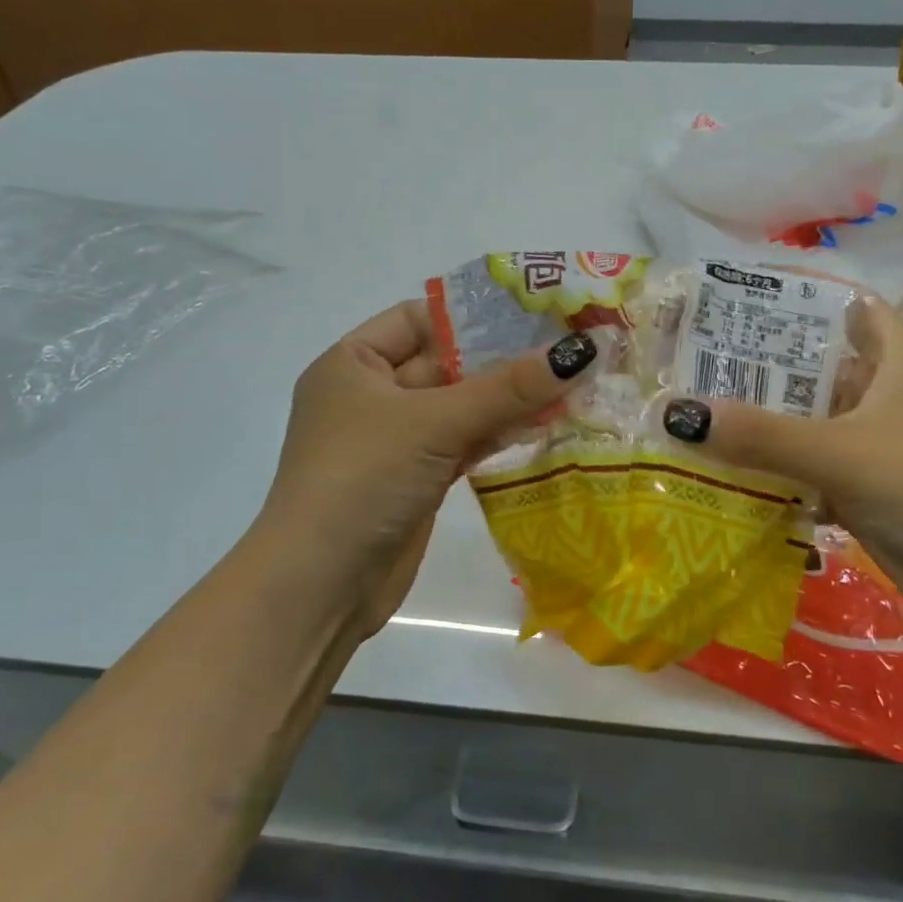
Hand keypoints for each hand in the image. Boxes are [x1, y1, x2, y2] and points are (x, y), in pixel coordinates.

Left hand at [255, 302, 595, 634]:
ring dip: (508, 399)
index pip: (418, 319)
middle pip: (446, 362)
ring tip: (571, 382)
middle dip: (502, 359)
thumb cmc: (363, 479)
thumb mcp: (434, 423)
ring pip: (460, 406)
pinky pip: (463, 442)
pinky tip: (545, 424)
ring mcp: (394, 440)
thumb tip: (582, 350)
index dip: (472, 315)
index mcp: (353, 363)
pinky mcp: (417, 478)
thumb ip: (508, 388)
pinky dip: (498, 433)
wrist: (320, 588)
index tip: (530, 312)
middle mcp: (371, 394)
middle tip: (567, 346)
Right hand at [661, 296, 902, 645]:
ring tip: (702, 414)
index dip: (801, 301)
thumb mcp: (841, 453)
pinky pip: (821, 473)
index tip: (741, 304)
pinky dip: (785, 474)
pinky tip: (735, 476)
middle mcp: (894, 396)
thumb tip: (677, 414)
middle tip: (698, 364)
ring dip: (771, 426)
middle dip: (767, 369)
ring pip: (818, 425)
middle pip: (822, 370)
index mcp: (901, 361)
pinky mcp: (880, 495)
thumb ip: (760, 435)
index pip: (849, 309)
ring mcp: (888, 448)